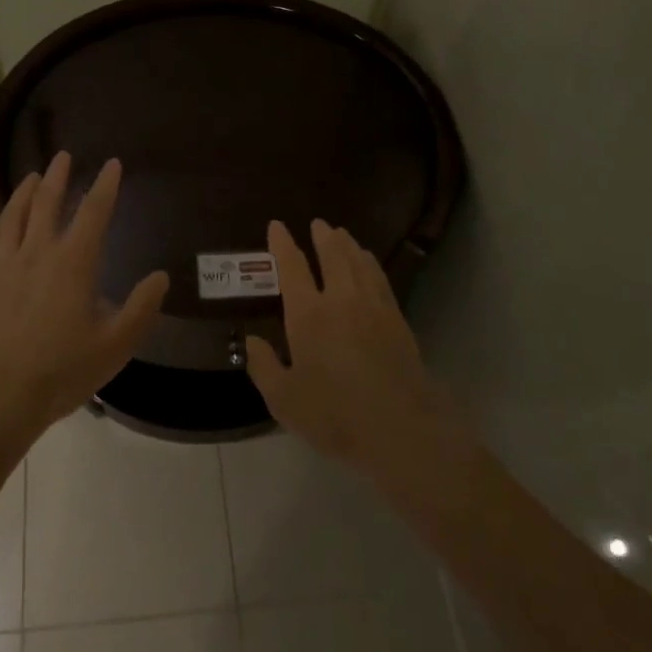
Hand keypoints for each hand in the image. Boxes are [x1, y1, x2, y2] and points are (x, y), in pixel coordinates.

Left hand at [0, 152, 168, 439]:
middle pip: (46, 202)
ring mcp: (5, 264)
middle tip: (64, 156)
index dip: (105, 185)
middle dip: (57, 176)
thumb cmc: (62, 370)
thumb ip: (142, 308)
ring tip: (32, 176)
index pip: (94, 212)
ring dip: (24, 191)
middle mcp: (38, 252)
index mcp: (74, 262)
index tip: (113, 164)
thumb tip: (160, 276)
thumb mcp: (116, 344)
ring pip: (14, 215)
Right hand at [245, 219, 458, 478]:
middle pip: (332, 256)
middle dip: (323, 236)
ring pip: (359, 263)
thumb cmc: (334, 414)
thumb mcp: (284, 399)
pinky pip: (380, 279)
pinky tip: (369, 263)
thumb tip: (252, 341)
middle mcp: (340, 300)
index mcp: (308, 314)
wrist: (400, 427)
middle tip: (318, 223)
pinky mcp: (397, 320)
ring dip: (348, 245)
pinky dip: (371, 264)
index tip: (277, 225)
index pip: (292, 268)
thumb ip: (264, 367)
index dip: (283, 245)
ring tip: (342, 234)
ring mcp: (373, 307)